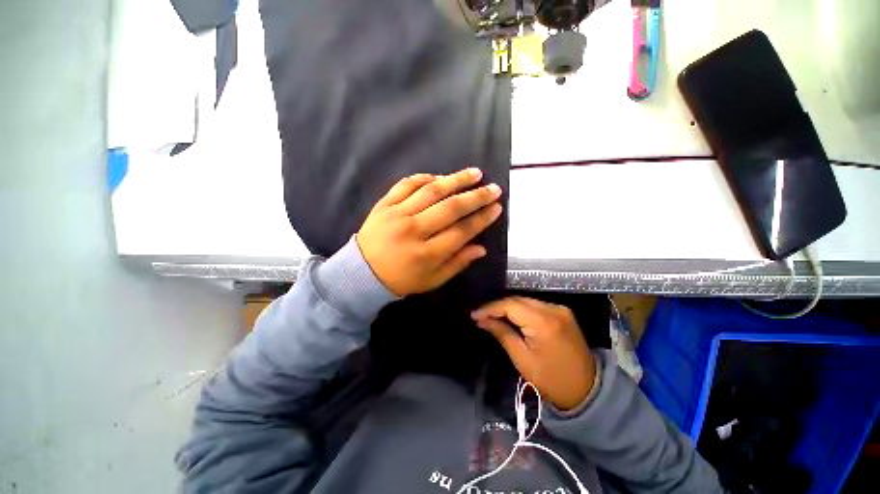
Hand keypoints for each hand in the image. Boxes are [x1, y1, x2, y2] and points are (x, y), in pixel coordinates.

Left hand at [357, 168, 502, 296]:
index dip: (481, 219)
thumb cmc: (401, 280)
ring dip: (456, 180)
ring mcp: (397, 214)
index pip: (461, 232)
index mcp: (426, 254)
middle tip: (493, 188)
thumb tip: (481, 248)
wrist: (361, 273)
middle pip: (450, 208)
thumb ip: (457, 263)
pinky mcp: (384, 204)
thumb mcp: (432, 280)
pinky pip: (407, 184)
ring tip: (474, 173)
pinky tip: (440, 177)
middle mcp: (413, 231)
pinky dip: (425, 178)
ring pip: (431, 191)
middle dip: (476, 196)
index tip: (496, 208)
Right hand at [471, 297, 596, 410]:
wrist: (587, 390)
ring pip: (526, 300)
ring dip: (508, 306)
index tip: (474, 314)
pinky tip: (511, 316)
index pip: (510, 305)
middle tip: (481, 315)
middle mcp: (553, 309)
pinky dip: (521, 309)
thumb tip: (482, 320)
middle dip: (497, 306)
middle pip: (518, 299)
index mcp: (544, 322)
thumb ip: (502, 334)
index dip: (490, 307)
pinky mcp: (563, 312)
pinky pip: (535, 305)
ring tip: (492, 315)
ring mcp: (560, 309)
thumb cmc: (551, 380)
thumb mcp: (522, 359)